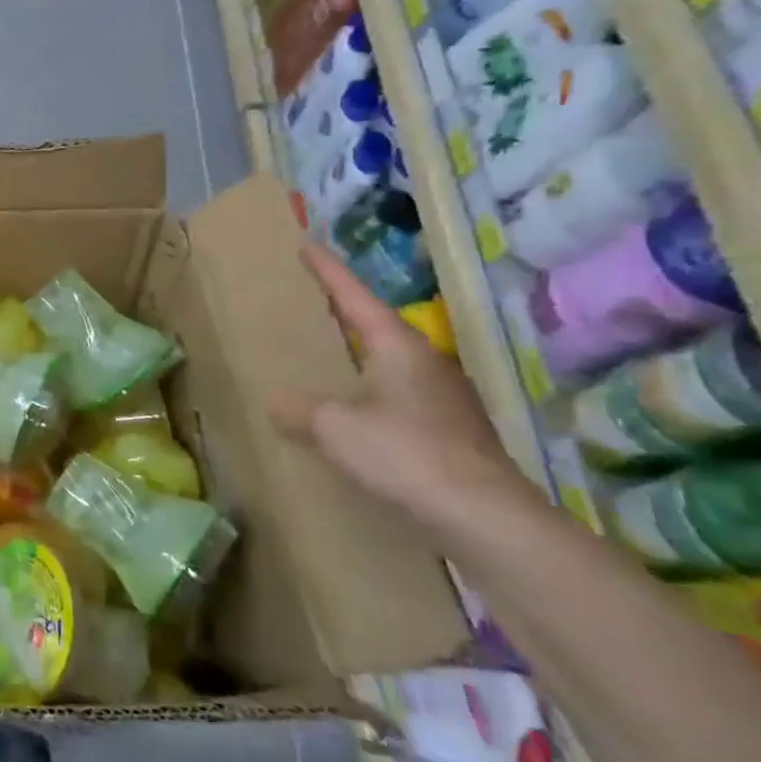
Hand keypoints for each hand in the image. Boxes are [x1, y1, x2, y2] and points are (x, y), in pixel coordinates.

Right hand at [267, 245, 532, 534]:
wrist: (483, 516)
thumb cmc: (402, 452)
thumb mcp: (332, 426)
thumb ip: (299, 409)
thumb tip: (278, 400)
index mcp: (398, 347)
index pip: (355, 297)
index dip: (328, 272)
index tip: (307, 245)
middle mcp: (425, 363)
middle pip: (378, 326)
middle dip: (346, 311)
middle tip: (315, 298)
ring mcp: (443, 398)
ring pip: (391, 362)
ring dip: (361, 354)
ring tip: (330, 354)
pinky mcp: (451, 431)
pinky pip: (398, 396)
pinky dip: (371, 390)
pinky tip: (355, 410)